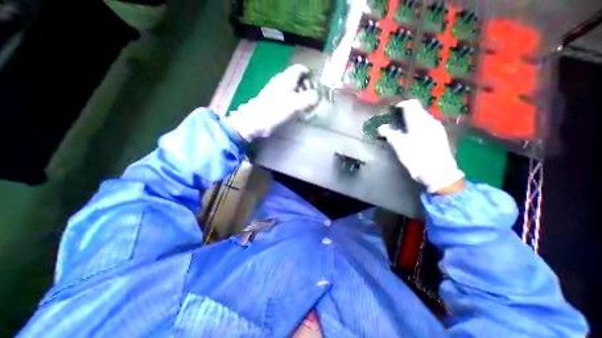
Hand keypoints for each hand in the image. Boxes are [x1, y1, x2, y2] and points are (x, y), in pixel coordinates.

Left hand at [227, 63, 318, 139]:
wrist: (257, 121)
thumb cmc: (276, 110)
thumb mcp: (295, 104)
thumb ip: (309, 98)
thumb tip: (317, 95)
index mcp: (286, 78)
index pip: (300, 69)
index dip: (309, 75)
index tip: (315, 86)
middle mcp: (281, 81)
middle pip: (297, 79)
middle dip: (306, 87)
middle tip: (312, 98)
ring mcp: (276, 91)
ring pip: (292, 89)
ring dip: (300, 96)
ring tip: (305, 106)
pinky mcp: (273, 101)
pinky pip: (286, 97)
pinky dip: (293, 102)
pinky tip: (295, 111)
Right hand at [380, 98, 463, 193]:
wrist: (438, 172)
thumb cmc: (416, 157)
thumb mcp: (399, 145)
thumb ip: (389, 133)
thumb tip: (381, 127)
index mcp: (419, 121)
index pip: (410, 104)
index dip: (400, 106)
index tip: (391, 112)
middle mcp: (429, 120)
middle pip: (416, 110)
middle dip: (404, 115)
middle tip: (394, 124)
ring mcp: (436, 127)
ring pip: (421, 118)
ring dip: (411, 121)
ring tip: (402, 131)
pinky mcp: (439, 135)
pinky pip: (426, 125)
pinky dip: (417, 127)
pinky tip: (412, 137)